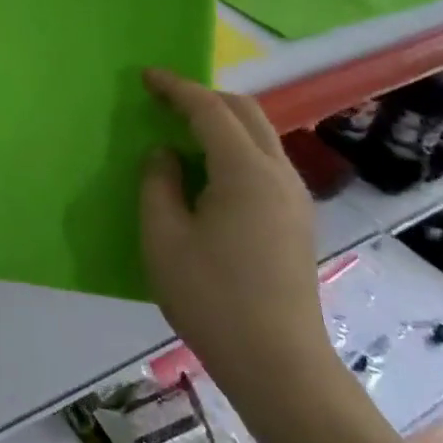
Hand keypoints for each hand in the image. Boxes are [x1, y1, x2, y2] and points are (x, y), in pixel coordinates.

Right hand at [138, 70, 332, 394]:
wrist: (279, 365)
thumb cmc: (212, 298)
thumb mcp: (163, 237)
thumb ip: (158, 184)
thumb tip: (165, 154)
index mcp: (245, 171)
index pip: (209, 110)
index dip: (176, 88)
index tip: (146, 76)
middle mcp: (278, 173)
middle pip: (245, 112)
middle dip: (204, 96)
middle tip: (164, 100)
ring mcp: (295, 197)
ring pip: (260, 135)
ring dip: (223, 121)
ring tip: (184, 131)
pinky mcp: (297, 219)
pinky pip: (265, 161)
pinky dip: (235, 147)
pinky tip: (210, 170)